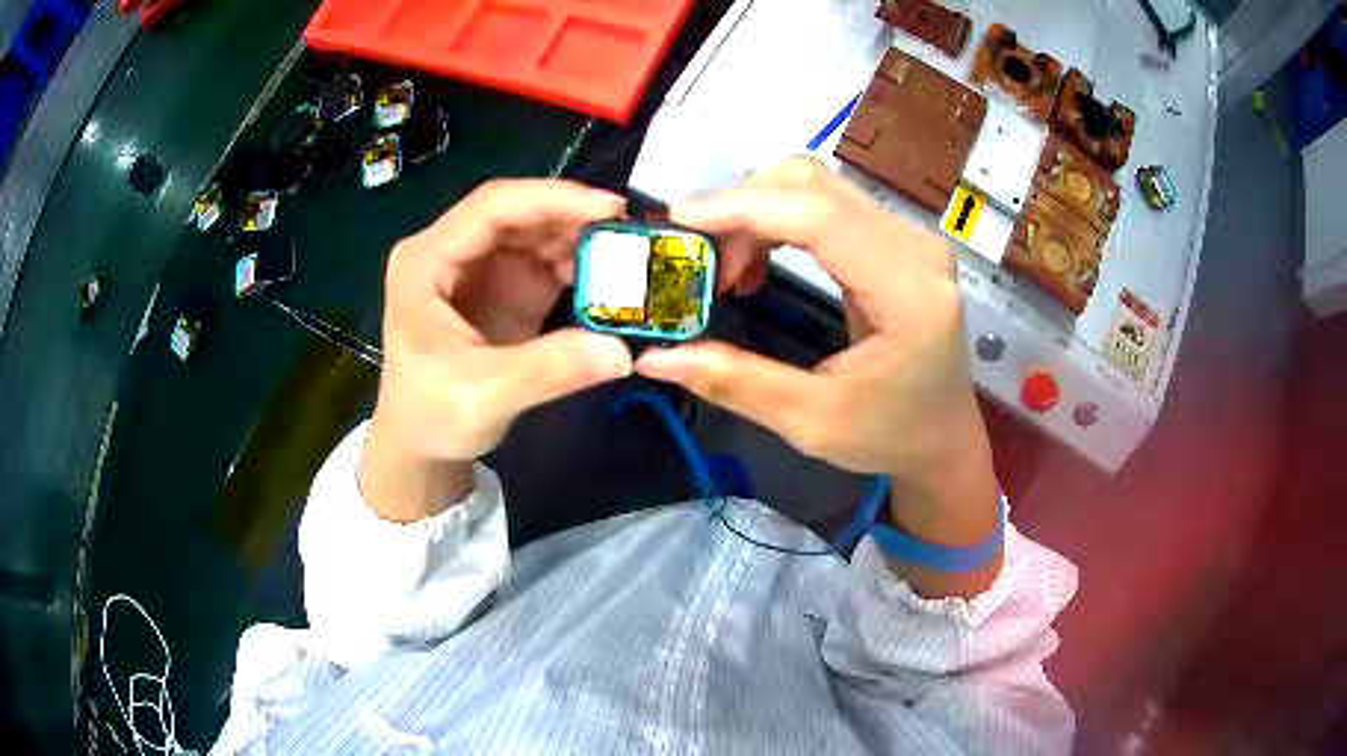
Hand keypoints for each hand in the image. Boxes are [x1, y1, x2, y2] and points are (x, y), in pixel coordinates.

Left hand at [360, 180, 631, 521]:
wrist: (420, 443)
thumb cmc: (431, 416)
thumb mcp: (484, 397)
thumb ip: (549, 370)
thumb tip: (622, 349)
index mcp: (425, 262)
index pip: (491, 208)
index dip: (551, 199)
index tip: (609, 208)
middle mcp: (450, 250)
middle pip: (517, 212)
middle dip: (572, 216)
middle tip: (629, 232)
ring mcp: (478, 266)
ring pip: (534, 232)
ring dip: (579, 239)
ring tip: (627, 256)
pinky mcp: (501, 286)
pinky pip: (544, 260)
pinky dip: (577, 265)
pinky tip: (607, 279)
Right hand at [635, 157, 1000, 594]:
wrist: (944, 437)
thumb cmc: (890, 437)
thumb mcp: (812, 422)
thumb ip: (736, 383)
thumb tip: (655, 358)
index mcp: (909, 295)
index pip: (819, 217)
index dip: (744, 207)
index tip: (680, 221)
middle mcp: (917, 250)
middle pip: (814, 185)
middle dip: (742, 210)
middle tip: (700, 263)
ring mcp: (912, 238)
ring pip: (817, 186)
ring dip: (756, 213)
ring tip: (728, 272)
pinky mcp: (899, 240)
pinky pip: (827, 205)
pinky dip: (778, 221)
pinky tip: (758, 263)